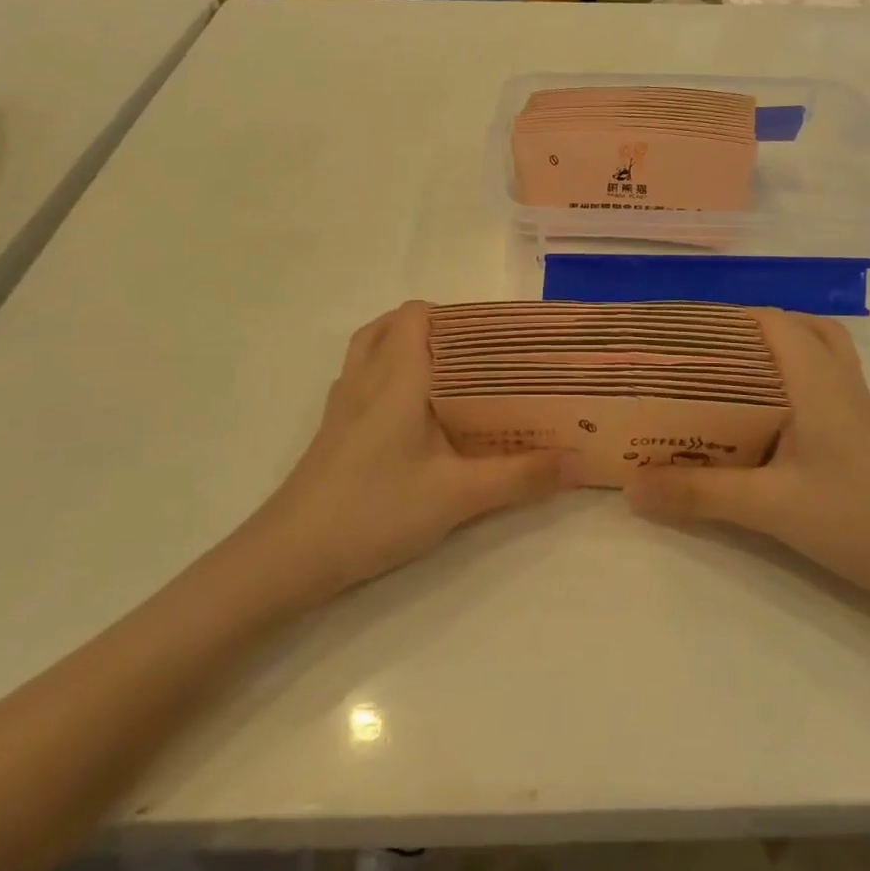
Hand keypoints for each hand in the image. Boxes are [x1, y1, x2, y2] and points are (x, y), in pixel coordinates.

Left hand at [245, 302, 574, 606]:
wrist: (290, 556)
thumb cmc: (376, 510)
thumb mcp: (458, 496)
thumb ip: (520, 477)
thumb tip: (578, 461)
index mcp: (397, 377)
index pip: (418, 315)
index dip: (455, 314)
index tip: (494, 336)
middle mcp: (365, 379)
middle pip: (392, 326)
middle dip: (434, 330)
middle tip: (478, 357)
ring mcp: (342, 405)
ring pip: (370, 352)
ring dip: (404, 350)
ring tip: (449, 379)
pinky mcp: (332, 432)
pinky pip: (361, 382)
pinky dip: (386, 378)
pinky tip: (413, 419)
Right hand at [626, 309, 869, 606]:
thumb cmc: (861, 519)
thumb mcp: (771, 506)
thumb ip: (699, 495)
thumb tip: (632, 487)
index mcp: (817, 380)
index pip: (770, 321)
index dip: (725, 318)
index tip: (679, 333)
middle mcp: (838, 382)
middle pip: (796, 329)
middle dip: (747, 332)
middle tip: (700, 355)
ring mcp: (855, 408)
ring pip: (815, 356)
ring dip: (774, 355)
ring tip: (727, 380)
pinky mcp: (860, 436)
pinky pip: (820, 387)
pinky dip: (789, 385)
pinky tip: (761, 424)